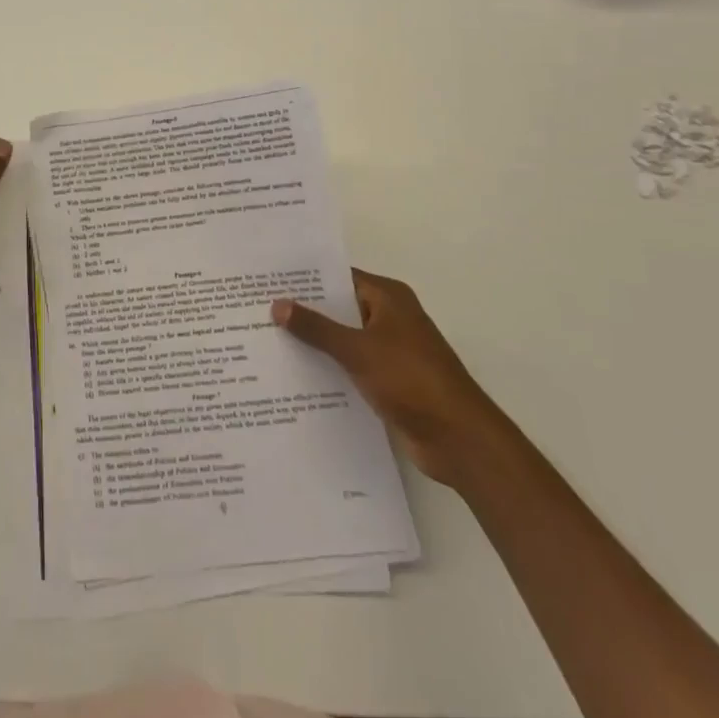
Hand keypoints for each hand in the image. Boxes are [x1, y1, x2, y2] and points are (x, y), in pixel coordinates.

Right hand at [272, 270, 511, 487]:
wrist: (460, 440)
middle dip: (304, 310)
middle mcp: (389, 317)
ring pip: (343, 338)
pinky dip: (329, 367)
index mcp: (388, 298)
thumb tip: (276, 304)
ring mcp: (390, 351)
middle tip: (258, 308)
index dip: (305, 278)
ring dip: (314, 342)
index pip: (339, 277)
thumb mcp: (358, 350)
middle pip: (339, 307)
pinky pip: (350, 365)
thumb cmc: (412, 380)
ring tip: (267, 338)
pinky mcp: (389, 381)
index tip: (268, 278)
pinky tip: (295, 374)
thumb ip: (316, 328)